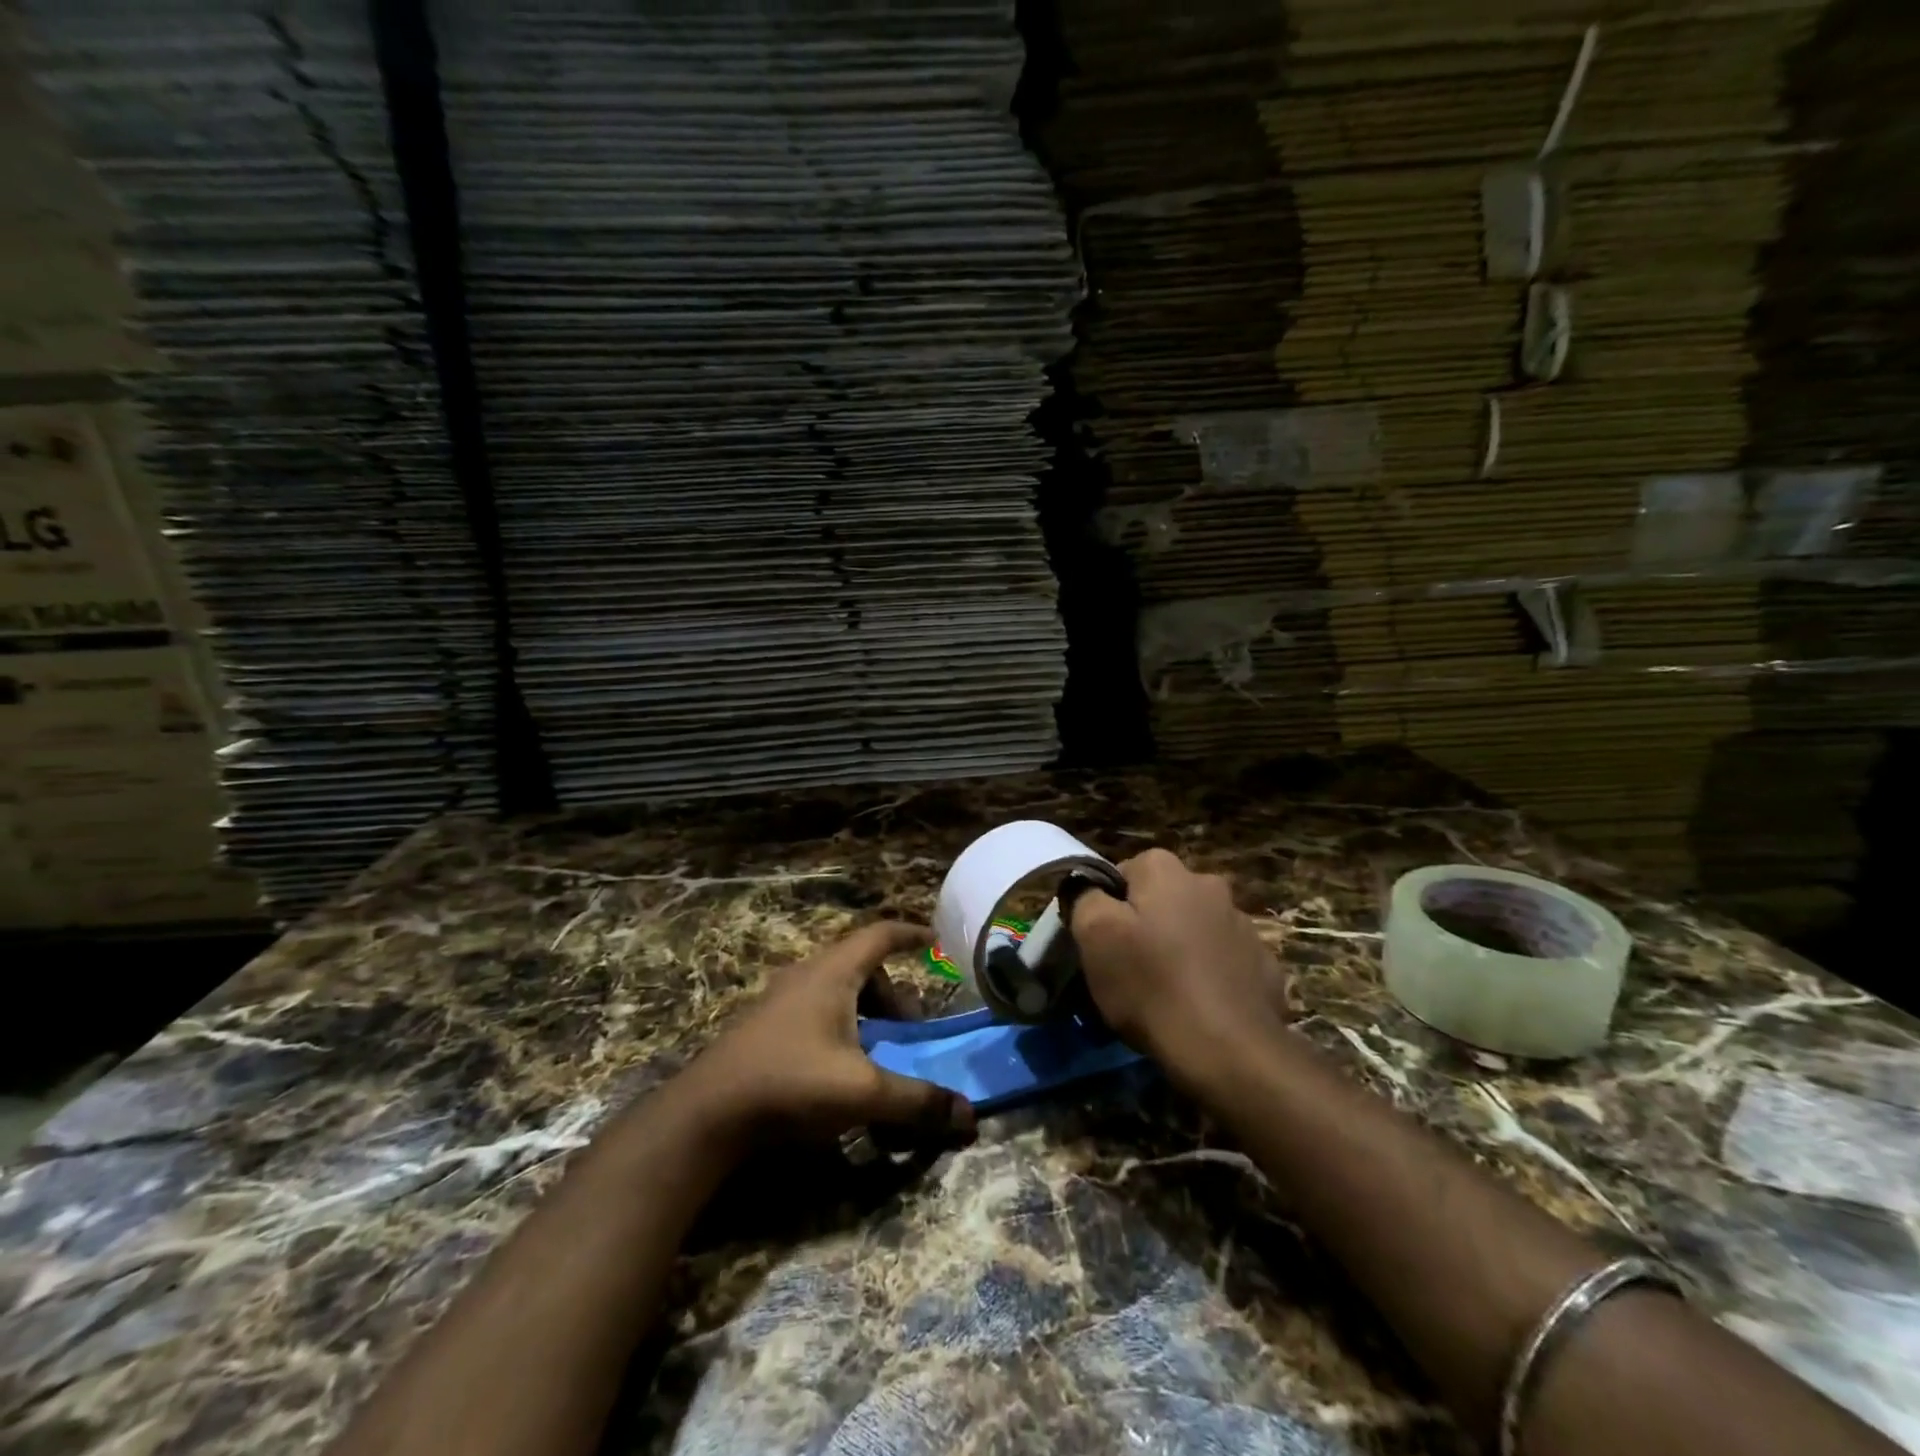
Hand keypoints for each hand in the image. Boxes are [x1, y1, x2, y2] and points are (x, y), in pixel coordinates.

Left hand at [681, 921, 975, 1146]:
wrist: (706, 1114)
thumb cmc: (790, 1083)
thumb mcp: (862, 1093)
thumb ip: (917, 1102)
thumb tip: (969, 1115)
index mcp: (832, 973)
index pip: (880, 935)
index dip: (911, 935)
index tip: (936, 943)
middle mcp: (806, 976)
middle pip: (861, 966)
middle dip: (893, 993)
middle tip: (909, 1029)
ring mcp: (780, 1001)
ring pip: (837, 990)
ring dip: (866, 1012)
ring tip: (877, 1051)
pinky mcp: (765, 1028)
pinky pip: (816, 1010)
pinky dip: (841, 1026)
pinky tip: (839, 1069)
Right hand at [1069, 848, 1287, 1086]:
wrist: (1229, 1051)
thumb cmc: (1151, 985)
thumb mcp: (1094, 935)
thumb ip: (1085, 897)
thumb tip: (1088, 888)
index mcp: (1166, 870)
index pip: (1122, 873)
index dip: (1107, 908)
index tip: (1102, 943)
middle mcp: (1209, 884)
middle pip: (1161, 899)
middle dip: (1146, 925)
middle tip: (1129, 967)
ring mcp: (1242, 924)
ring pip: (1195, 928)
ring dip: (1180, 948)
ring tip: (1166, 993)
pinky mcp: (1264, 963)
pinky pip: (1224, 961)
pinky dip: (1211, 976)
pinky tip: (1201, 1007)